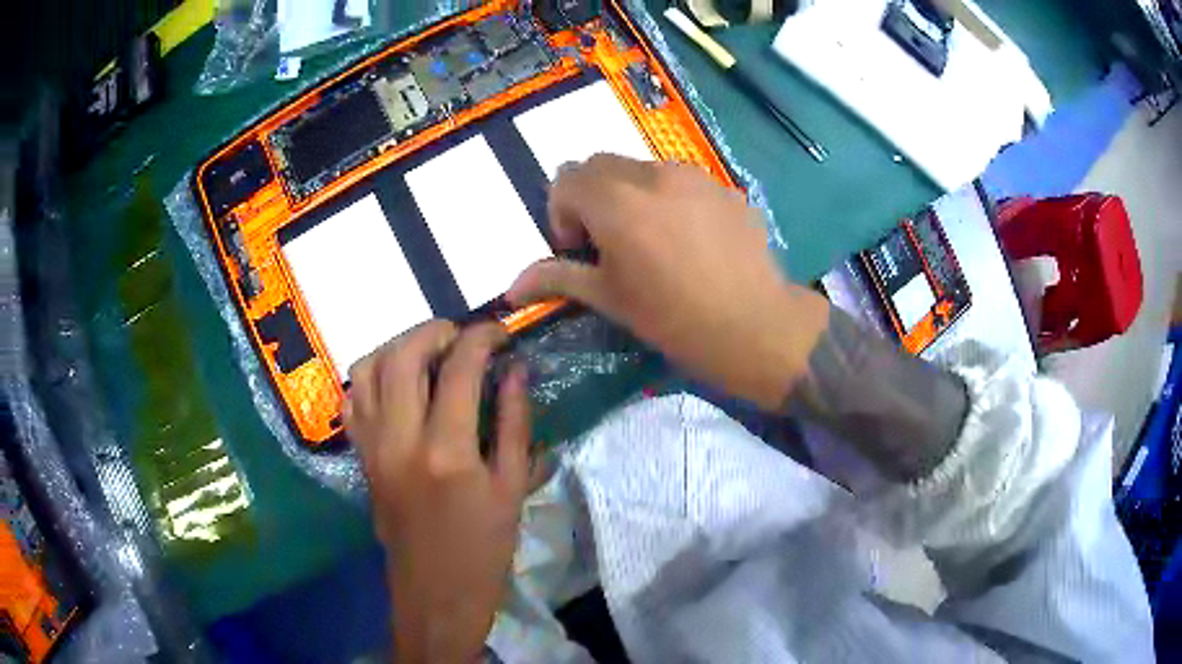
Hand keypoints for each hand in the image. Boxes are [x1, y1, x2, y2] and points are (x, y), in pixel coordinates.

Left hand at [346, 321, 530, 663]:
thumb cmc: (484, 550)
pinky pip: (353, 400)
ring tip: (428, 354)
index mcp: (446, 451)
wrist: (436, 595)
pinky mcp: (361, 458)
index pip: (459, 368)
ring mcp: (372, 448)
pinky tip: (398, 385)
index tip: (499, 333)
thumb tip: (515, 370)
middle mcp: (399, 440)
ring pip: (368, 369)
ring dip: (398, 347)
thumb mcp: (511, 489)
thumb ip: (513, 423)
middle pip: (403, 355)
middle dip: (434, 331)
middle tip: (462, 338)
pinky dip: (372, 377)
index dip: (482, 338)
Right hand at [508, 155, 829, 410]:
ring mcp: (695, 176)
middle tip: (610, 243)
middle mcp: (653, 175)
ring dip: (631, 194)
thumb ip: (557, 279)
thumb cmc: (675, 319)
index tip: (580, 251)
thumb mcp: (610, 300)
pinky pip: (682, 180)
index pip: (566, 179)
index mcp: (616, 201)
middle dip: (592, 197)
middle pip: (600, 164)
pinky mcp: (724, 187)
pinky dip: (669, 198)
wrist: (756, 327)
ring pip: (642, 168)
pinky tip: (690, 240)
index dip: (562, 214)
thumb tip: (511, 288)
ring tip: (652, 240)